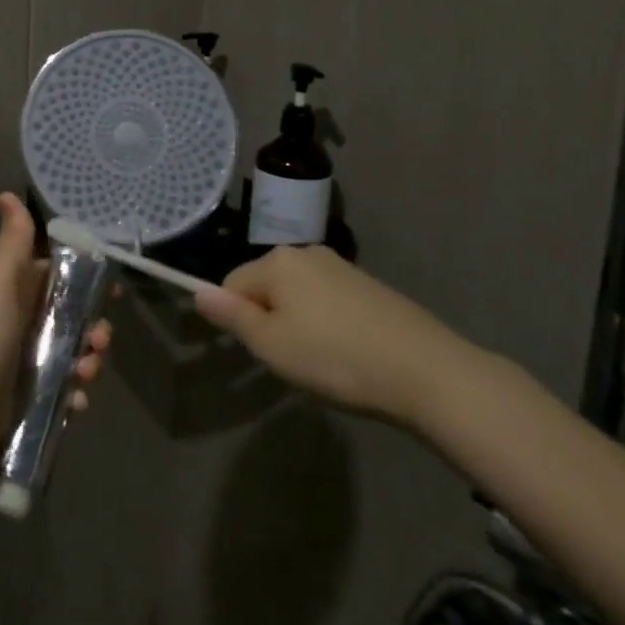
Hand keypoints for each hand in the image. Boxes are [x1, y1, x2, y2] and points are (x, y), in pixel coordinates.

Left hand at [0, 193, 109, 441]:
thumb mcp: (0, 274)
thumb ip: (14, 238)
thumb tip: (6, 193)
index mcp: (22, 290)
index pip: (64, 279)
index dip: (90, 282)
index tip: (114, 290)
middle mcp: (29, 321)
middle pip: (78, 319)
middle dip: (97, 329)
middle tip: (99, 338)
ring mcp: (33, 359)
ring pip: (78, 355)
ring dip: (91, 362)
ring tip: (85, 372)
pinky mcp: (36, 393)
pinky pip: (68, 390)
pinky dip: (76, 394)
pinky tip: (75, 397)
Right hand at [194, 246, 477, 426]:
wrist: (427, 372)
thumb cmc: (335, 358)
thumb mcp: (271, 344)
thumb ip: (231, 315)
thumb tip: (197, 291)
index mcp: (278, 260)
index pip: (232, 284)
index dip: (238, 320)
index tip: (263, 352)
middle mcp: (307, 252)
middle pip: (267, 286)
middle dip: (270, 320)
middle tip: (292, 360)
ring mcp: (342, 267)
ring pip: (299, 296)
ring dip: (300, 324)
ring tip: (323, 362)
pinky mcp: (370, 287)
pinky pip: (330, 303)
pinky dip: (329, 326)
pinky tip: (349, 354)